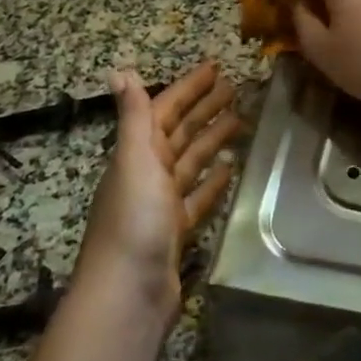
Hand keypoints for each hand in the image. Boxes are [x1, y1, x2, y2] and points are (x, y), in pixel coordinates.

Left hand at [76, 64, 239, 330]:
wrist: (127, 293)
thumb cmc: (132, 220)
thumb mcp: (134, 160)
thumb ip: (134, 116)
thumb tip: (120, 69)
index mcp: (138, 154)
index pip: (165, 110)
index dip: (188, 88)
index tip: (215, 67)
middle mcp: (148, 173)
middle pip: (180, 133)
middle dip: (203, 108)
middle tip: (234, 87)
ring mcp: (163, 204)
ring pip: (192, 161)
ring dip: (212, 139)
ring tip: (240, 120)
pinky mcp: (177, 231)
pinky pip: (198, 196)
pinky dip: (213, 180)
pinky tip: (230, 168)